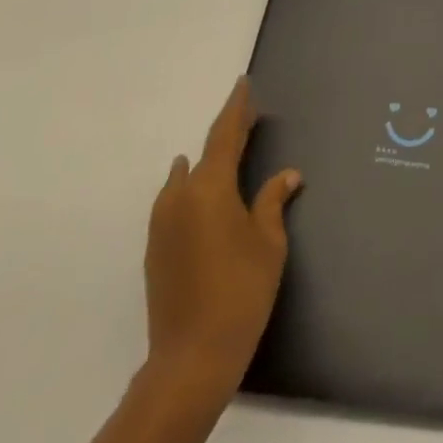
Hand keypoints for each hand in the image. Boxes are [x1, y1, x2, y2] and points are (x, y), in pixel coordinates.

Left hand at [144, 77, 301, 398]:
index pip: (225, 134)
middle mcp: (180, 197)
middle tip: (248, 118)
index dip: (237, 108)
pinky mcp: (155, 248)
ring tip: (228, 153)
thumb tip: (287, 175)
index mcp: (210, 188)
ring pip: (186, 178)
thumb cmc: (240, 292)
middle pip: (205, 153)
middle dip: (227, 134)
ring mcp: (162, 224)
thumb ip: (272, 202)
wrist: (190, 359)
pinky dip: (192, 187)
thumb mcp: (268, 243)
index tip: (242, 83)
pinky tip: (204, 193)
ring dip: (207, 162)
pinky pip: (175, 201)